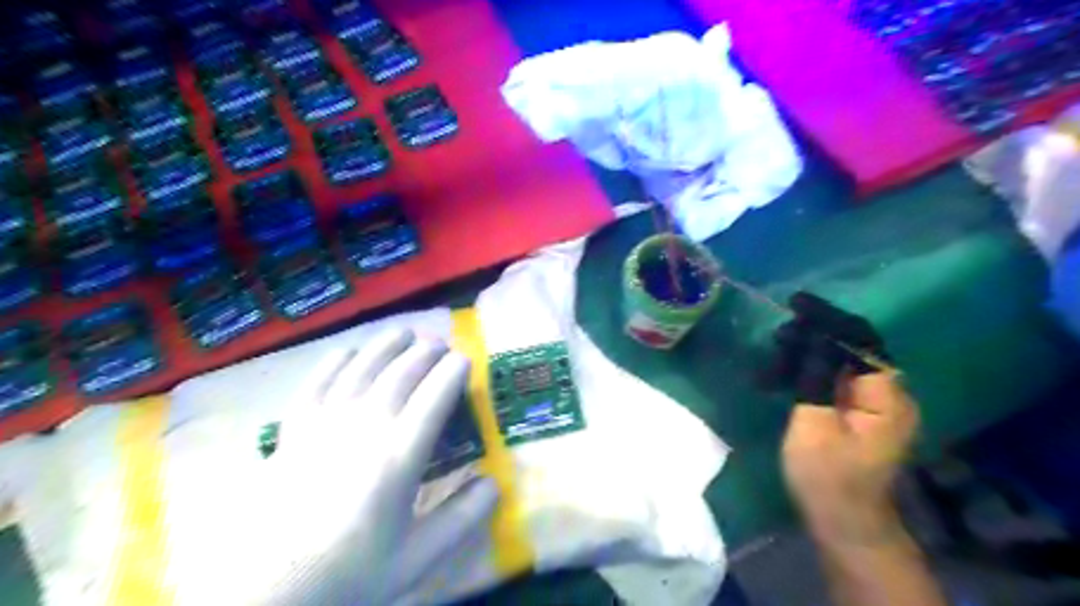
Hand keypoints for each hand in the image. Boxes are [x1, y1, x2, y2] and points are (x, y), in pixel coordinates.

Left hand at [263, 330, 499, 605]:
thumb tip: (495, 483)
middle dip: (426, 351)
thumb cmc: (350, 572)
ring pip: (362, 366)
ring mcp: (325, 423)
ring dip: (387, 345)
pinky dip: (337, 360)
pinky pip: (318, 380)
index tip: (465, 360)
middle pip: (402, 372)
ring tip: (405, 333)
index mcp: (400, 455)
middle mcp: (365, 425)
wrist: (270, 591)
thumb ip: (463, 518)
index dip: (454, 371)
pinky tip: (349, 351)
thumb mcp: (418, 556)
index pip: (435, 395)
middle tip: (440, 344)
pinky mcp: (294, 428)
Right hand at [767, 297, 918, 547]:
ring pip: (841, 360)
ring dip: (807, 353)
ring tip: (773, 356)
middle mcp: (889, 393)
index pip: (860, 340)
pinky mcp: (859, 412)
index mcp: (886, 396)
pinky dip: (809, 371)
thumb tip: (815, 337)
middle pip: (853, 346)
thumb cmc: (827, 478)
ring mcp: (876, 404)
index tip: (795, 302)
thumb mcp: (814, 427)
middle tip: (777, 334)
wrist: (845, 522)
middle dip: (814, 334)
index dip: (828, 318)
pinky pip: (835, 377)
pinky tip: (781, 375)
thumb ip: (816, 378)